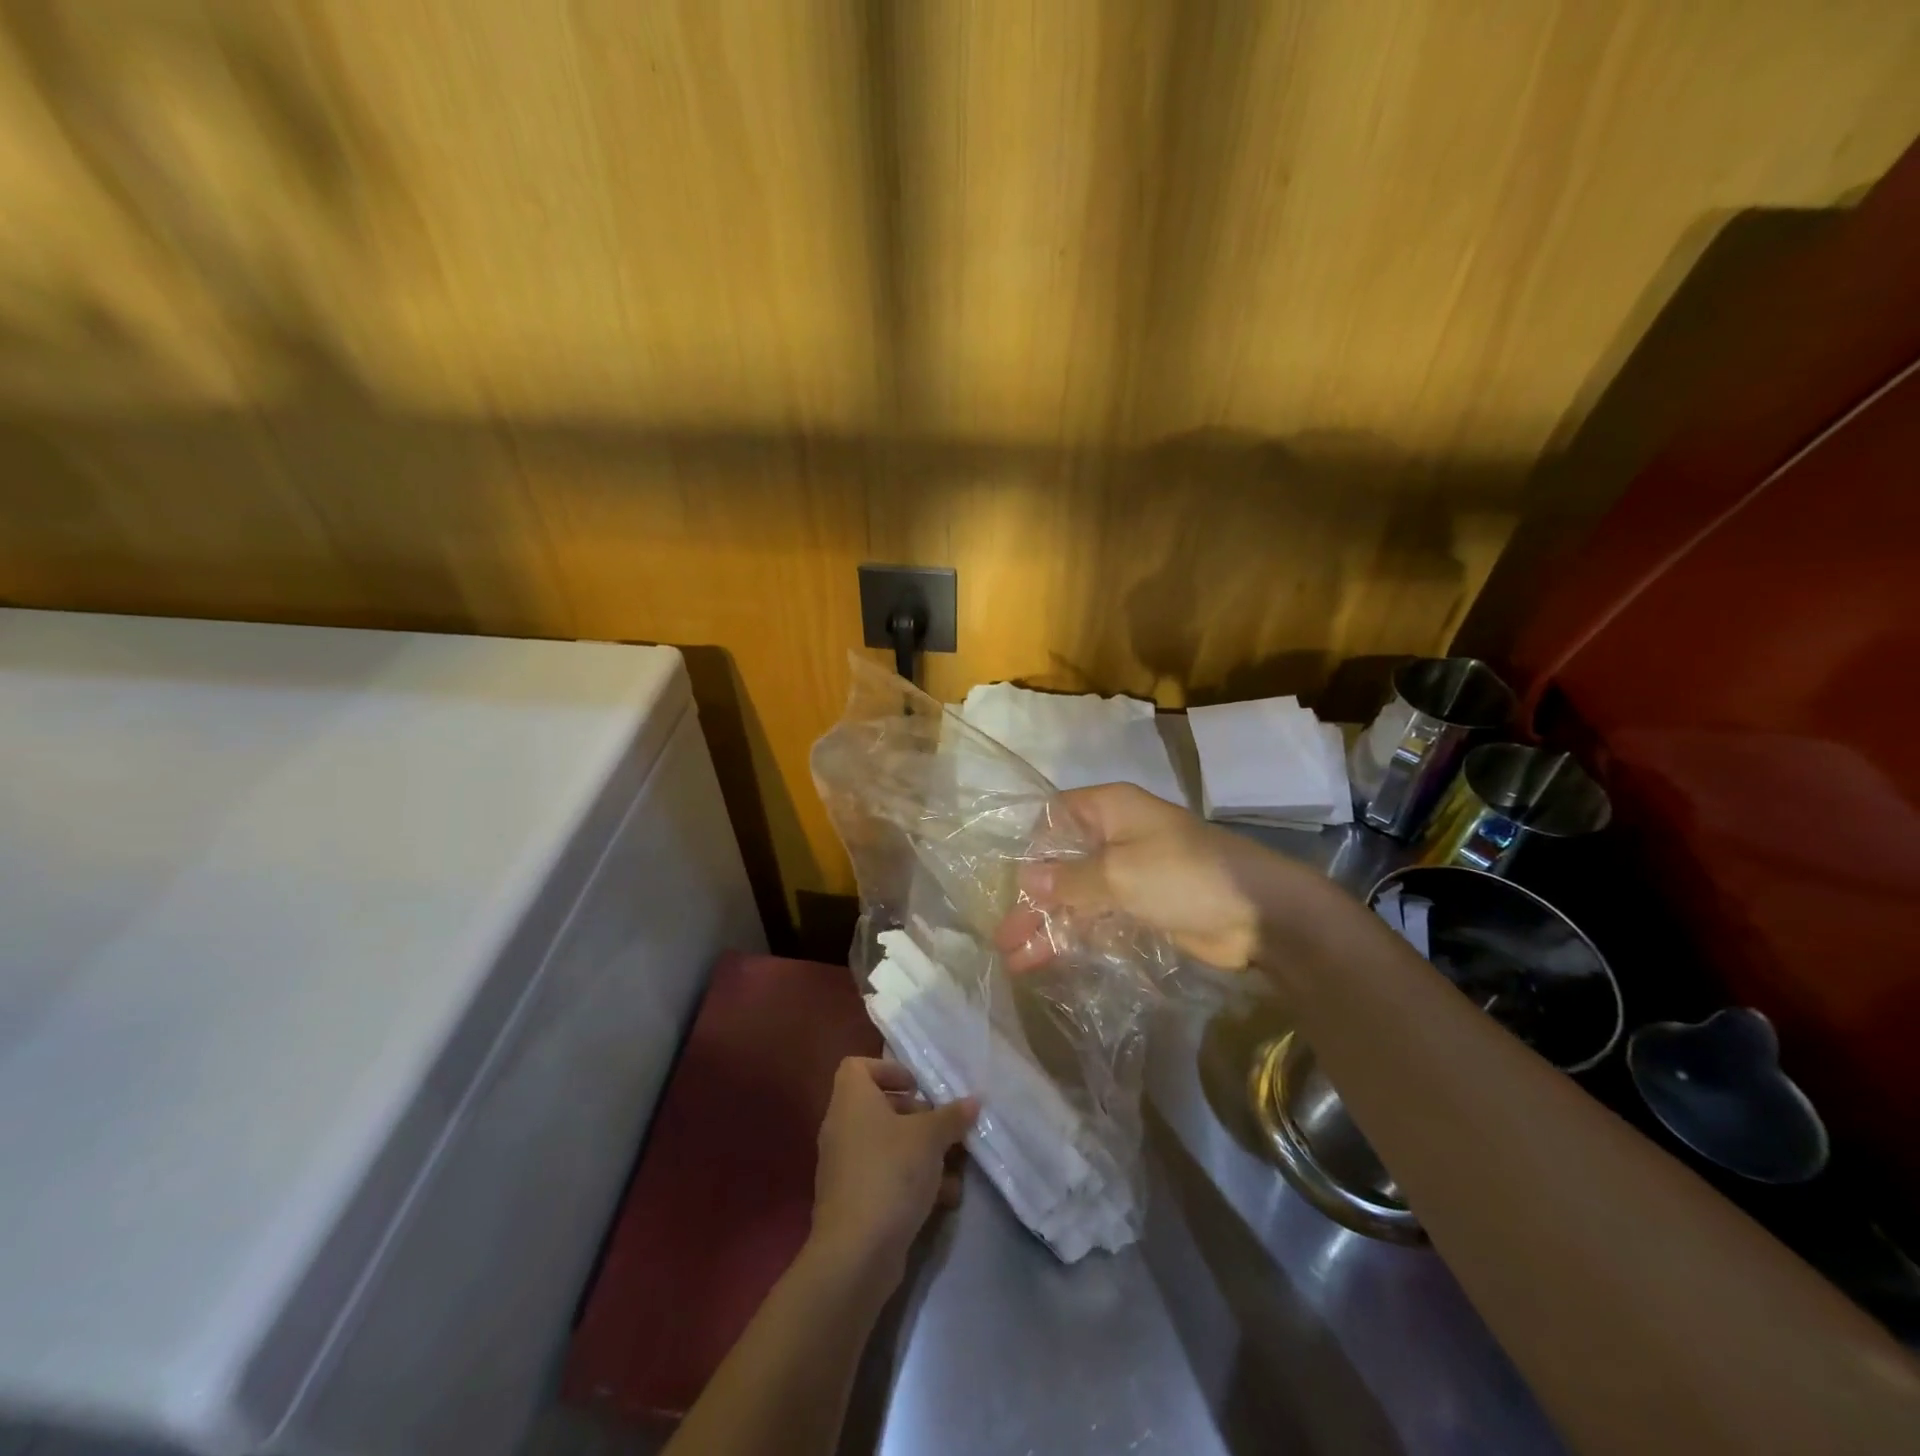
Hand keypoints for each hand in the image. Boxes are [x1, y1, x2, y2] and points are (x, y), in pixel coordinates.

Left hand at [810, 1058, 976, 1282]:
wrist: (856, 1253)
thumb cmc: (891, 1173)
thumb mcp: (930, 1138)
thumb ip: (952, 1116)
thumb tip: (973, 1101)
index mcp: (851, 1101)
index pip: (857, 1066)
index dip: (888, 1070)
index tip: (918, 1087)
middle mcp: (842, 1128)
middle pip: (878, 1106)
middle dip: (916, 1116)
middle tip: (944, 1127)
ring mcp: (844, 1167)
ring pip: (886, 1145)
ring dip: (921, 1152)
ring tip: (954, 1166)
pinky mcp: (853, 1201)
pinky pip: (884, 1176)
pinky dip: (911, 1181)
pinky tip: (945, 1198)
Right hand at [995, 782, 1317, 970]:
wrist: (1259, 914)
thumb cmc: (1186, 876)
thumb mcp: (1120, 873)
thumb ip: (1070, 879)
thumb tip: (1027, 880)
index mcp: (1110, 810)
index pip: (1055, 817)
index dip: (1032, 847)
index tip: (1012, 881)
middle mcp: (1115, 837)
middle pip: (1062, 864)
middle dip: (1033, 900)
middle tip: (1002, 936)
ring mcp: (1129, 874)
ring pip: (1077, 896)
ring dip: (1049, 925)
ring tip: (1015, 960)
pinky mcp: (1142, 907)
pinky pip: (1098, 918)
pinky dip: (1075, 936)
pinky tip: (1048, 960)